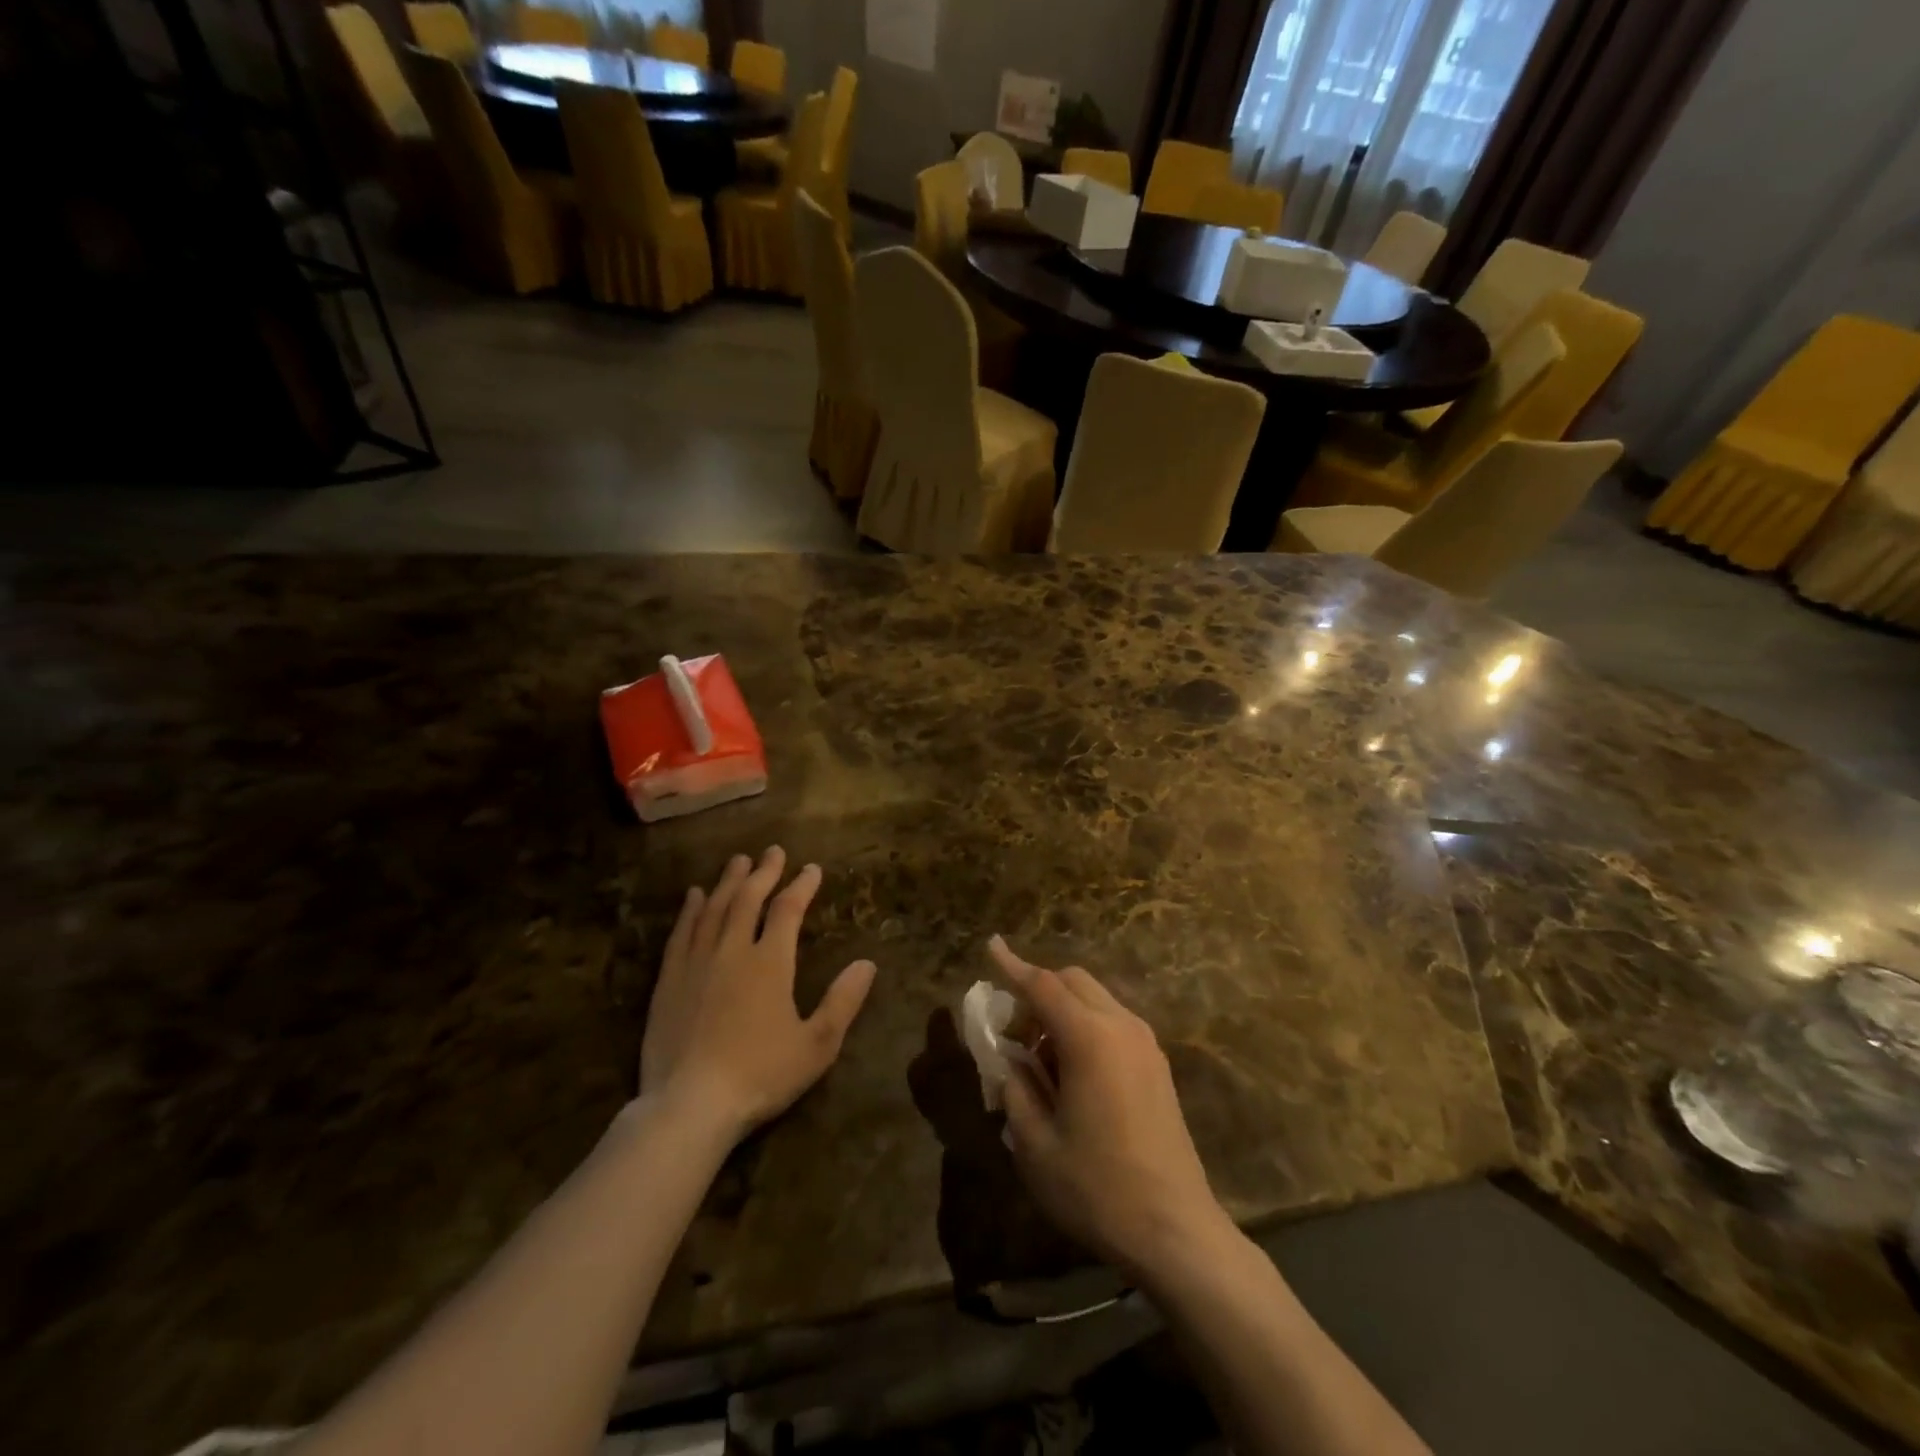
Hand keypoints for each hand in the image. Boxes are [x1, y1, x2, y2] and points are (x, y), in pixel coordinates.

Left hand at [641, 847, 876, 1140]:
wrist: (689, 1106)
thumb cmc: (760, 1075)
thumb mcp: (816, 1045)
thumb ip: (843, 1001)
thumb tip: (867, 963)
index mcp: (770, 963)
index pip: (788, 910)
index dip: (801, 886)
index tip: (812, 869)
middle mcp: (732, 950)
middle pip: (748, 899)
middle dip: (764, 872)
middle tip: (773, 851)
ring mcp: (696, 963)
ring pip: (714, 909)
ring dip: (728, 882)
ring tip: (738, 861)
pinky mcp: (669, 981)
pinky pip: (681, 933)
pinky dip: (690, 910)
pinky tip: (693, 896)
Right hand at [992, 937, 1232, 1279]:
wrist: (1176, 1230)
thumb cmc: (1097, 1188)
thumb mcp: (1036, 1145)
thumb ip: (1016, 1091)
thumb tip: (1011, 1063)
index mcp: (1089, 1039)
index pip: (1043, 986)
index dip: (1013, 966)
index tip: (991, 945)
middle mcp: (1121, 1027)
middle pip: (1073, 982)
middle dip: (1038, 991)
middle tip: (1014, 1034)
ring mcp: (1145, 1044)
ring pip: (1095, 999)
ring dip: (1062, 1010)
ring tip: (1041, 1060)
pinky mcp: (1157, 1065)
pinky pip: (1113, 1022)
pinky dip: (1085, 1026)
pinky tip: (1073, 1073)